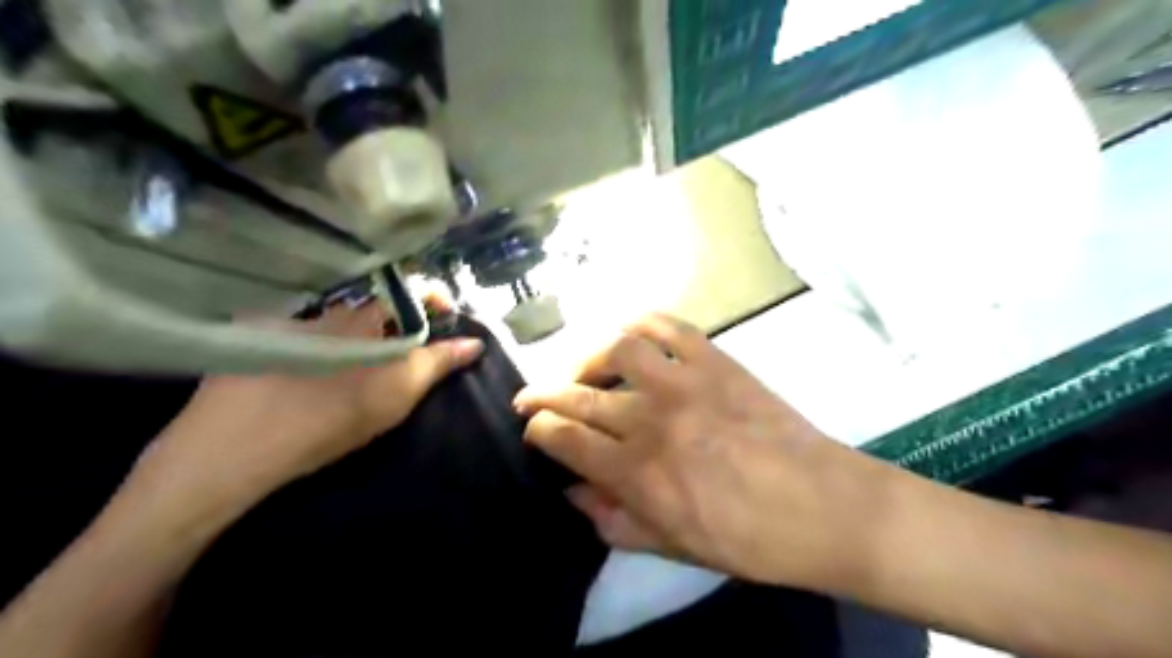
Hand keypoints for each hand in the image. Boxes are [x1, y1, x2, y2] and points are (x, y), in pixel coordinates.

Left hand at [132, 304, 485, 513]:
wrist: (232, 448)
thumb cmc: (328, 419)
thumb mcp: (396, 395)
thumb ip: (437, 363)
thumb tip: (474, 342)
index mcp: (367, 317)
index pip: (411, 286)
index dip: (434, 296)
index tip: (447, 317)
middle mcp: (331, 308)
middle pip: (377, 304)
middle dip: (399, 323)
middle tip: (406, 355)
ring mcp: (291, 321)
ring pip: (341, 319)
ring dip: (361, 335)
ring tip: (362, 369)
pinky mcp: (258, 337)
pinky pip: (306, 330)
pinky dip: (323, 343)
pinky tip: (316, 373)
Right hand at [515, 314, 893, 586]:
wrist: (823, 507)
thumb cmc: (748, 539)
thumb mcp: (673, 547)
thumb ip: (613, 520)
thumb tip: (572, 491)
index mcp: (637, 473)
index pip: (564, 438)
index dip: (538, 431)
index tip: (534, 430)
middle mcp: (650, 420)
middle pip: (577, 395)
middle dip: (542, 393)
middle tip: (532, 396)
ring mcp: (684, 383)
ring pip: (615, 350)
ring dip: (586, 356)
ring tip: (583, 369)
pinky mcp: (716, 361)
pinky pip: (669, 326)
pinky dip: (642, 321)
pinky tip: (629, 332)